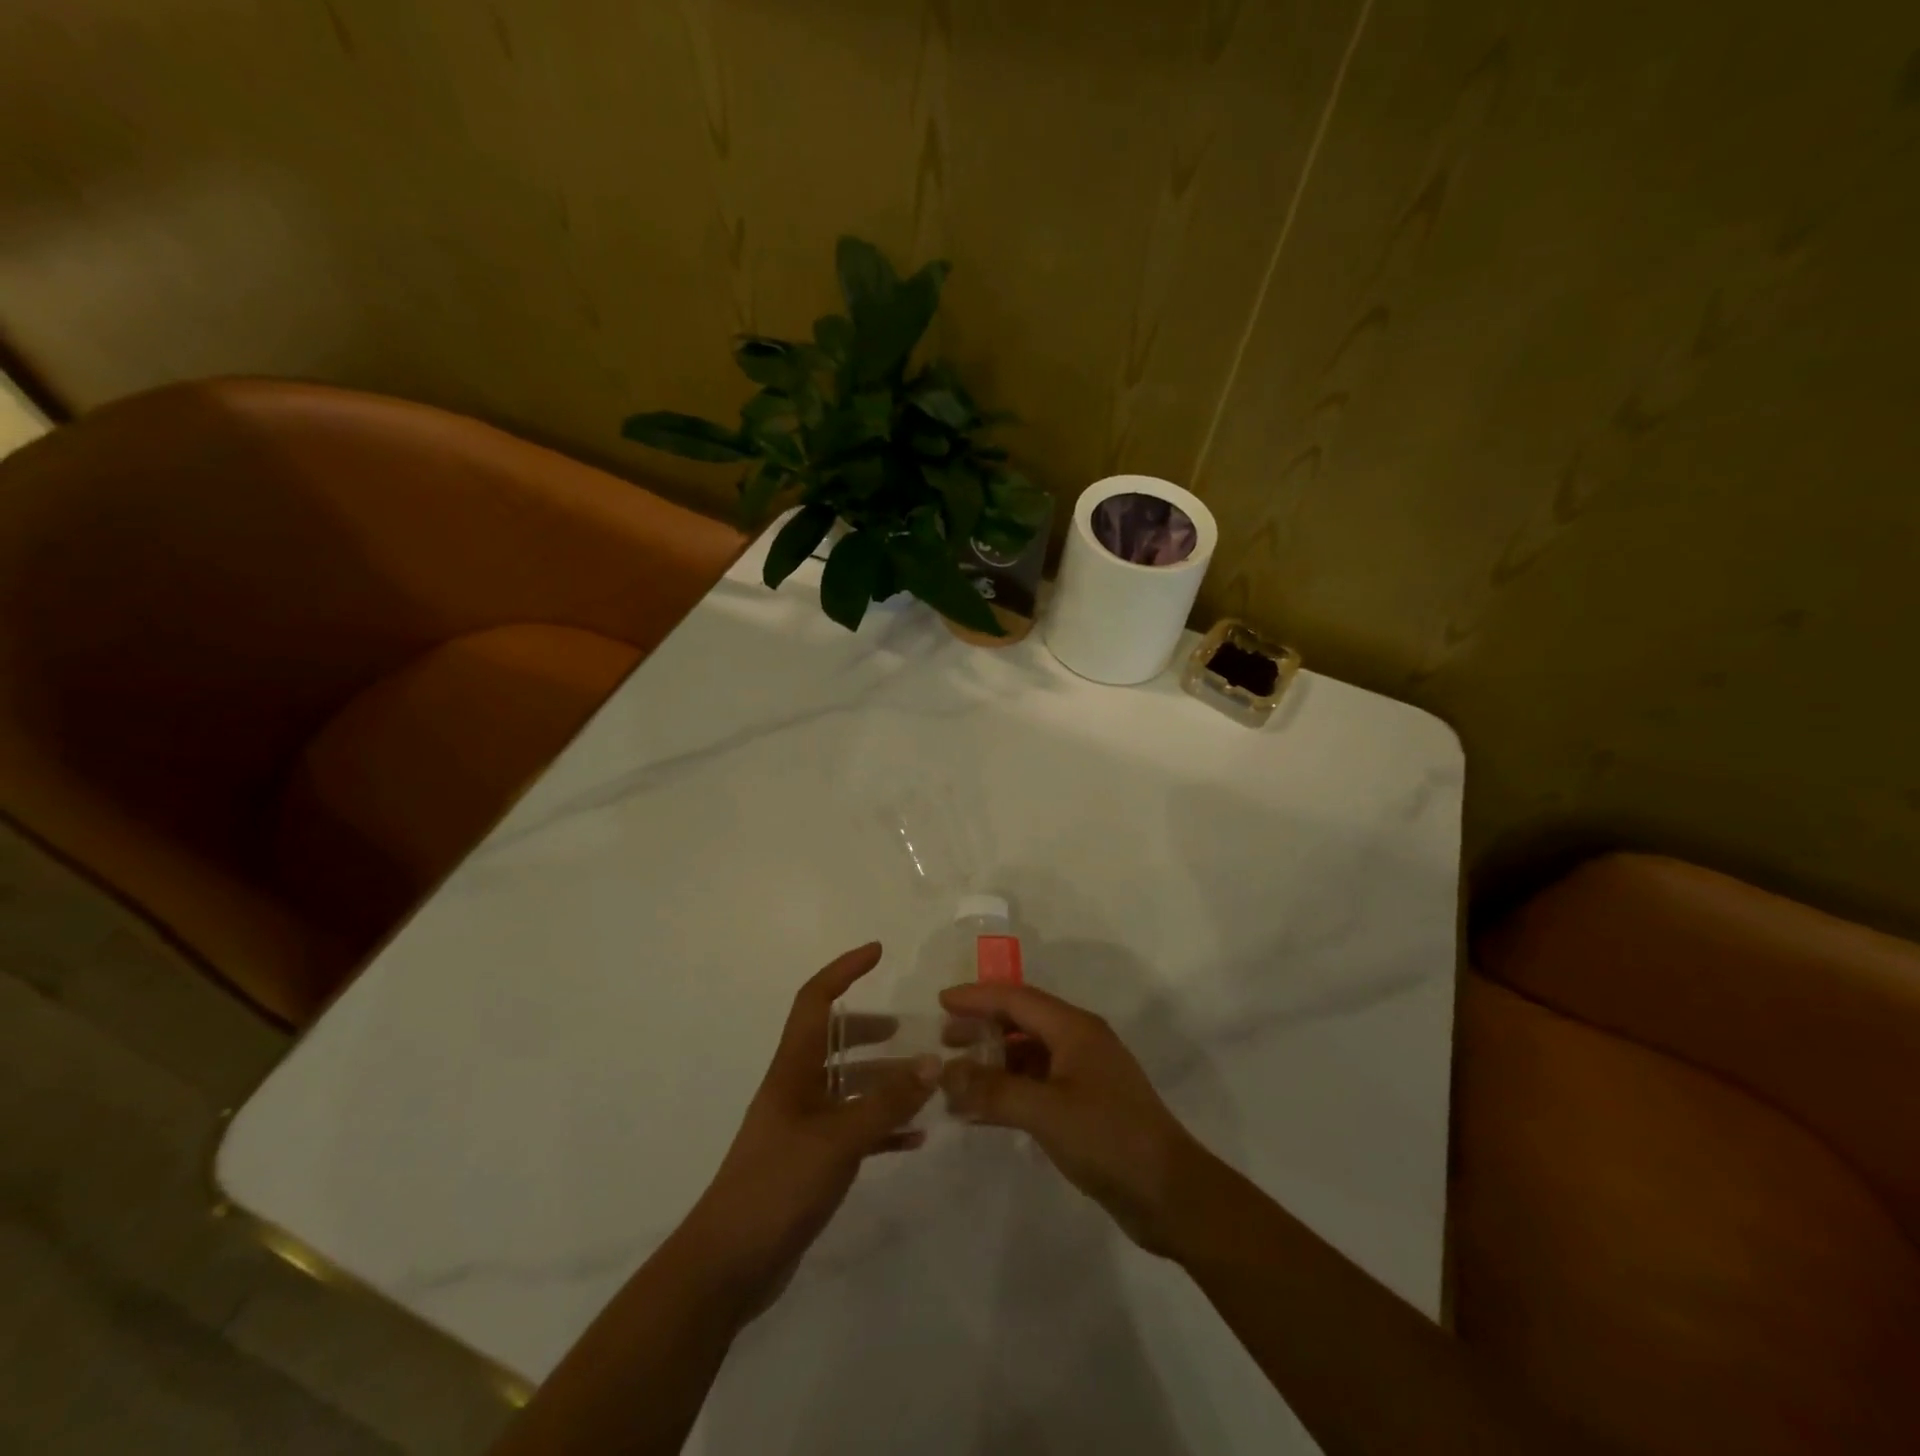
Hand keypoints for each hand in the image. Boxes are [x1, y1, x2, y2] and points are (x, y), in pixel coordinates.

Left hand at [677, 943, 936, 1316]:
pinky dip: (882, 1126)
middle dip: (869, 1029)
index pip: (815, 1000)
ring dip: (882, 1081)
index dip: (843, 970)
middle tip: (909, 1030)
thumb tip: (932, 1063)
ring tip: (924, 1084)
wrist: (727, 1267)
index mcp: (793, 1069)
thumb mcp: (838, 1140)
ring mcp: (802, 1126)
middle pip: (833, 1040)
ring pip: (847, 1086)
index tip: (877, 952)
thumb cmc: (777, 1186)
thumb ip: (886, 1102)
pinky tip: (914, 1137)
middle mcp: (796, 1088)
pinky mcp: (810, 1162)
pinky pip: (853, 1129)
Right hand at [938, 982, 1207, 1256]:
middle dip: (983, 1026)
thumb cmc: (1108, 1139)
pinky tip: (986, 1110)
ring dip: (994, 1061)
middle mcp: (1080, 1041)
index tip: (941, 1002)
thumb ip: (994, 1090)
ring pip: (1030, 1053)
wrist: (1171, 1193)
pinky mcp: (1088, 1105)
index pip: (1016, 998)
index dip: (977, 997)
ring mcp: (1086, 1074)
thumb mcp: (1046, 1112)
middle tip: (945, 1041)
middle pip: (1023, 1021)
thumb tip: (947, 1074)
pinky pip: (1039, 1083)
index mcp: (1075, 1028)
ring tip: (959, 1078)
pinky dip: (1010, 1089)